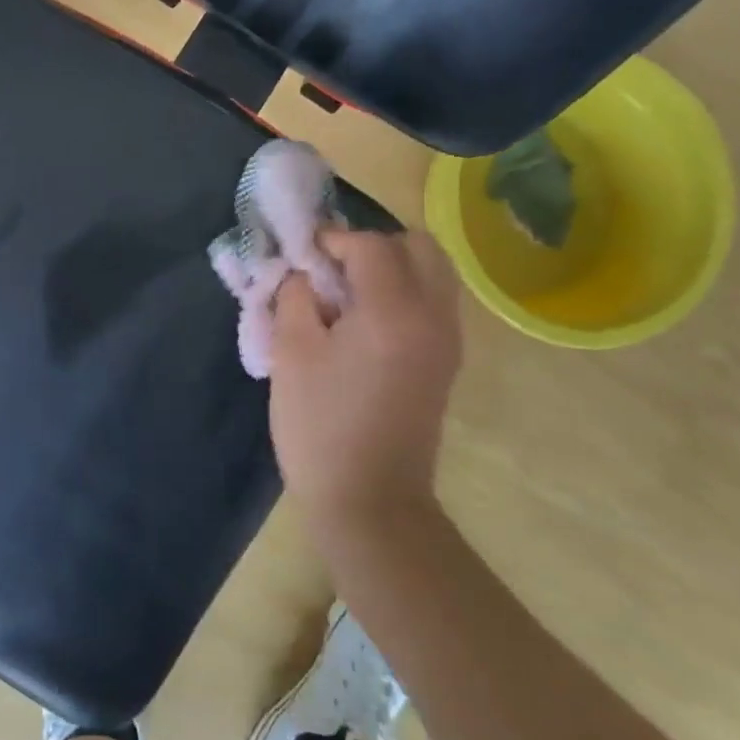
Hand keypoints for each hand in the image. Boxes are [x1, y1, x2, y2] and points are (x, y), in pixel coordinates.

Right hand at [269, 228, 461, 542]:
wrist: (369, 500)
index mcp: (393, 311)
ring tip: (347, 293)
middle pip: (420, 246)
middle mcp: (433, 316)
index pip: (371, 245)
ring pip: (433, 272)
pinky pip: (433, 301)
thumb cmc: (319, 425)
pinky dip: (404, 291)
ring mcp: (448, 340)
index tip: (303, 253)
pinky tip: (364, 320)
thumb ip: (296, 296)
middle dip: (374, 244)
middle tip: (332, 268)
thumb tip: (305, 273)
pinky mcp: (446, 361)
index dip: (333, 239)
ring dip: (392, 266)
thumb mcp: (291, 352)